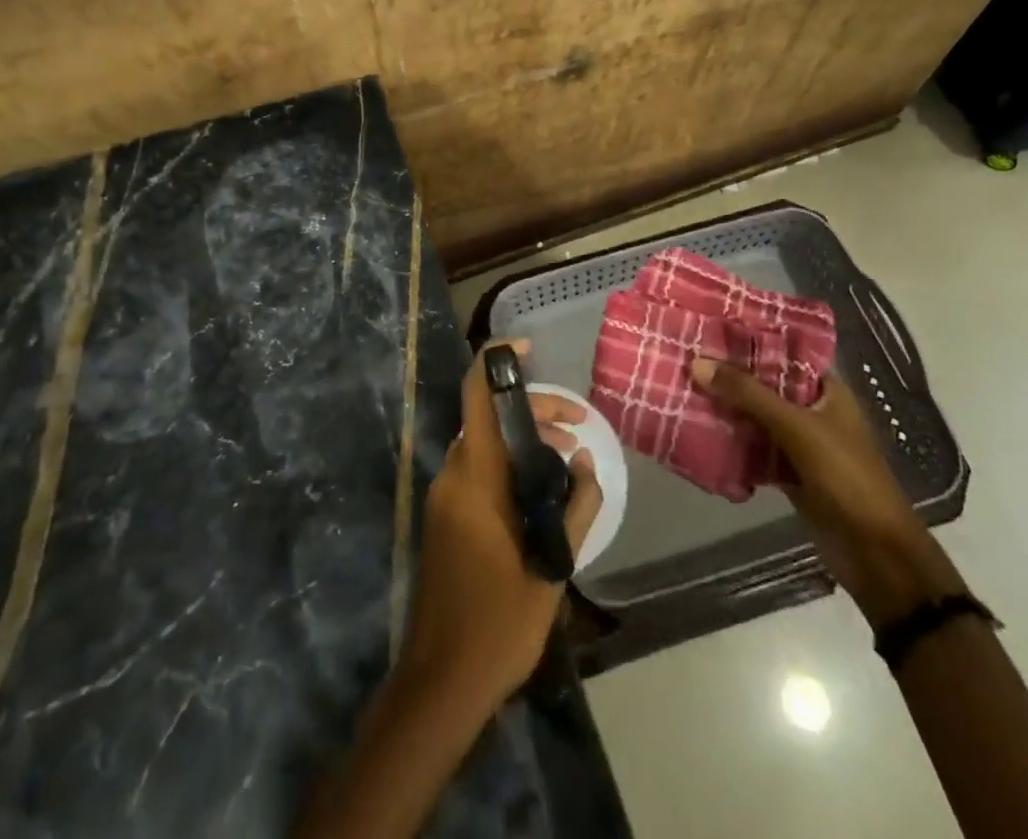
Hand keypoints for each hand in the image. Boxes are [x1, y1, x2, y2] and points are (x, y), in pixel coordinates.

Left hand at [401, 339, 602, 710]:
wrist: (442, 679)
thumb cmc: (500, 622)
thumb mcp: (553, 565)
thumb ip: (576, 506)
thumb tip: (585, 459)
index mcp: (475, 478)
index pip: (478, 398)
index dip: (497, 361)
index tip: (527, 348)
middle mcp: (452, 475)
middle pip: (488, 419)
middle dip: (532, 411)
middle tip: (576, 427)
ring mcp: (443, 496)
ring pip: (483, 444)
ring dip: (522, 440)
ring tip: (566, 460)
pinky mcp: (444, 516)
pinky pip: (476, 470)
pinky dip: (507, 464)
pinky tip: (539, 490)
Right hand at [692, 359, 964, 627]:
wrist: (876, 555)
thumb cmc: (847, 478)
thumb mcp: (797, 428)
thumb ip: (748, 394)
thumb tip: (697, 361)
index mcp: (827, 392)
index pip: (783, 353)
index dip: (749, 340)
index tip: (709, 327)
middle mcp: (813, 411)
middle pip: (764, 385)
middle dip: (729, 375)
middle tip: (685, 355)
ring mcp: (800, 443)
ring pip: (755, 417)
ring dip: (726, 408)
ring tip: (682, 385)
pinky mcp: (788, 472)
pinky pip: (752, 448)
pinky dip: (730, 441)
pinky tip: (696, 429)